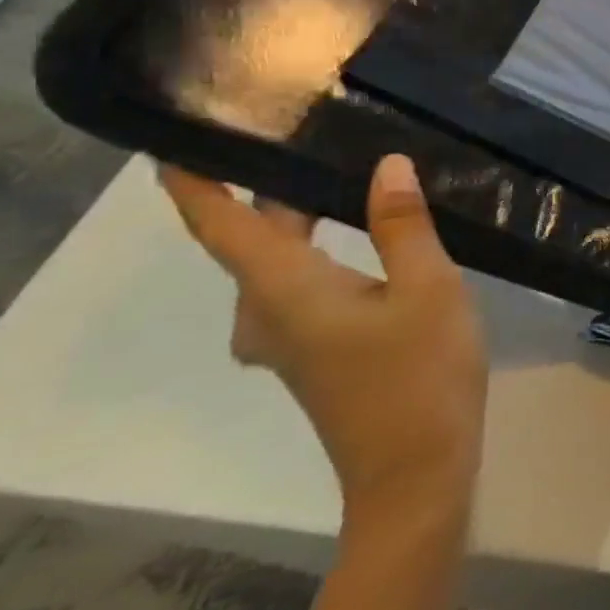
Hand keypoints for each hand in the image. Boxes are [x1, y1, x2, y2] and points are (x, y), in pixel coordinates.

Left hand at [160, 155, 486, 519]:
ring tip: (348, 181)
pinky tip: (369, 244)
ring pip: (281, 267)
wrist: (416, 472)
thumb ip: (403, 225)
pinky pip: (300, 289)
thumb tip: (386, 164)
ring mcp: (288, 341)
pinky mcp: (315, 356)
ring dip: (302, 223)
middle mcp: (267, 313)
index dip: (193, 182)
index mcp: (284, 289)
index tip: (180, 137)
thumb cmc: (420, 374)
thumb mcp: (429, 288)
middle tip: (314, 137)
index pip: (221, 224)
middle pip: (254, 240)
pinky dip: (320, 254)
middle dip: (272, 190)